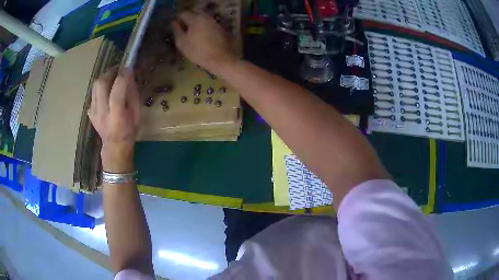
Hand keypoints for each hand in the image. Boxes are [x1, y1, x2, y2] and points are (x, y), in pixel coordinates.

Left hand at [88, 66, 140, 172]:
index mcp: (117, 115)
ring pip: (95, 86)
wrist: (114, 146)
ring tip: (112, 76)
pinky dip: (101, 87)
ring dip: (105, 77)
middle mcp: (102, 112)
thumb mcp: (136, 113)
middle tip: (119, 68)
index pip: (117, 90)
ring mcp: (94, 112)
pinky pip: (93, 93)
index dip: (122, 75)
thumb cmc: (129, 130)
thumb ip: (132, 93)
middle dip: (110, 72)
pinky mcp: (90, 111)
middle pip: (101, 84)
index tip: (128, 66)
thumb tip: (129, 75)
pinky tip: (107, 90)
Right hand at [173, 12, 234, 71]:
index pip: (183, 13)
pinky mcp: (221, 28)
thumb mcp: (182, 43)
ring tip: (192, 33)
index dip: (178, 18)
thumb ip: (177, 30)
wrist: (221, 59)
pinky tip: (203, 36)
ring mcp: (215, 22)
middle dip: (188, 20)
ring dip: (197, 24)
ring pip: (203, 19)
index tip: (175, 25)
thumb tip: (174, 22)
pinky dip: (204, 27)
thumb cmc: (198, 52)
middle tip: (183, 29)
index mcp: (195, 19)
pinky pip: (209, 24)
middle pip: (194, 14)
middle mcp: (206, 17)